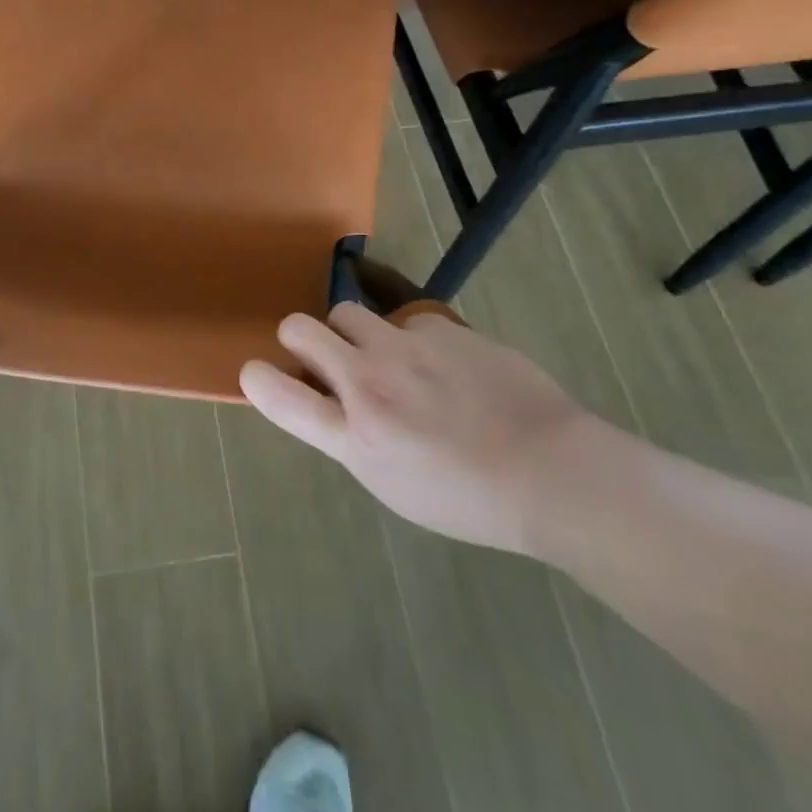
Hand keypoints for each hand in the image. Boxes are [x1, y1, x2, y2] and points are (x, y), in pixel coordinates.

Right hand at [239, 303, 594, 553]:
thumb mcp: (393, 485)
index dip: (257, 377)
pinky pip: (407, 320)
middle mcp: (369, 384)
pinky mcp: (440, 326)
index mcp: (355, 438)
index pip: (277, 393)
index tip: (259, 373)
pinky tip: (448, 366)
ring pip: (347, 311)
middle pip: (298, 328)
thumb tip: (330, 401)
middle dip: (299, 336)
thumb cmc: (472, 500)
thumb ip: (351, 436)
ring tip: (388, 355)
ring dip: (353, 331)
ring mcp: (405, 348)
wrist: (555, 474)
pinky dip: (414, 339)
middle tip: (324, 354)